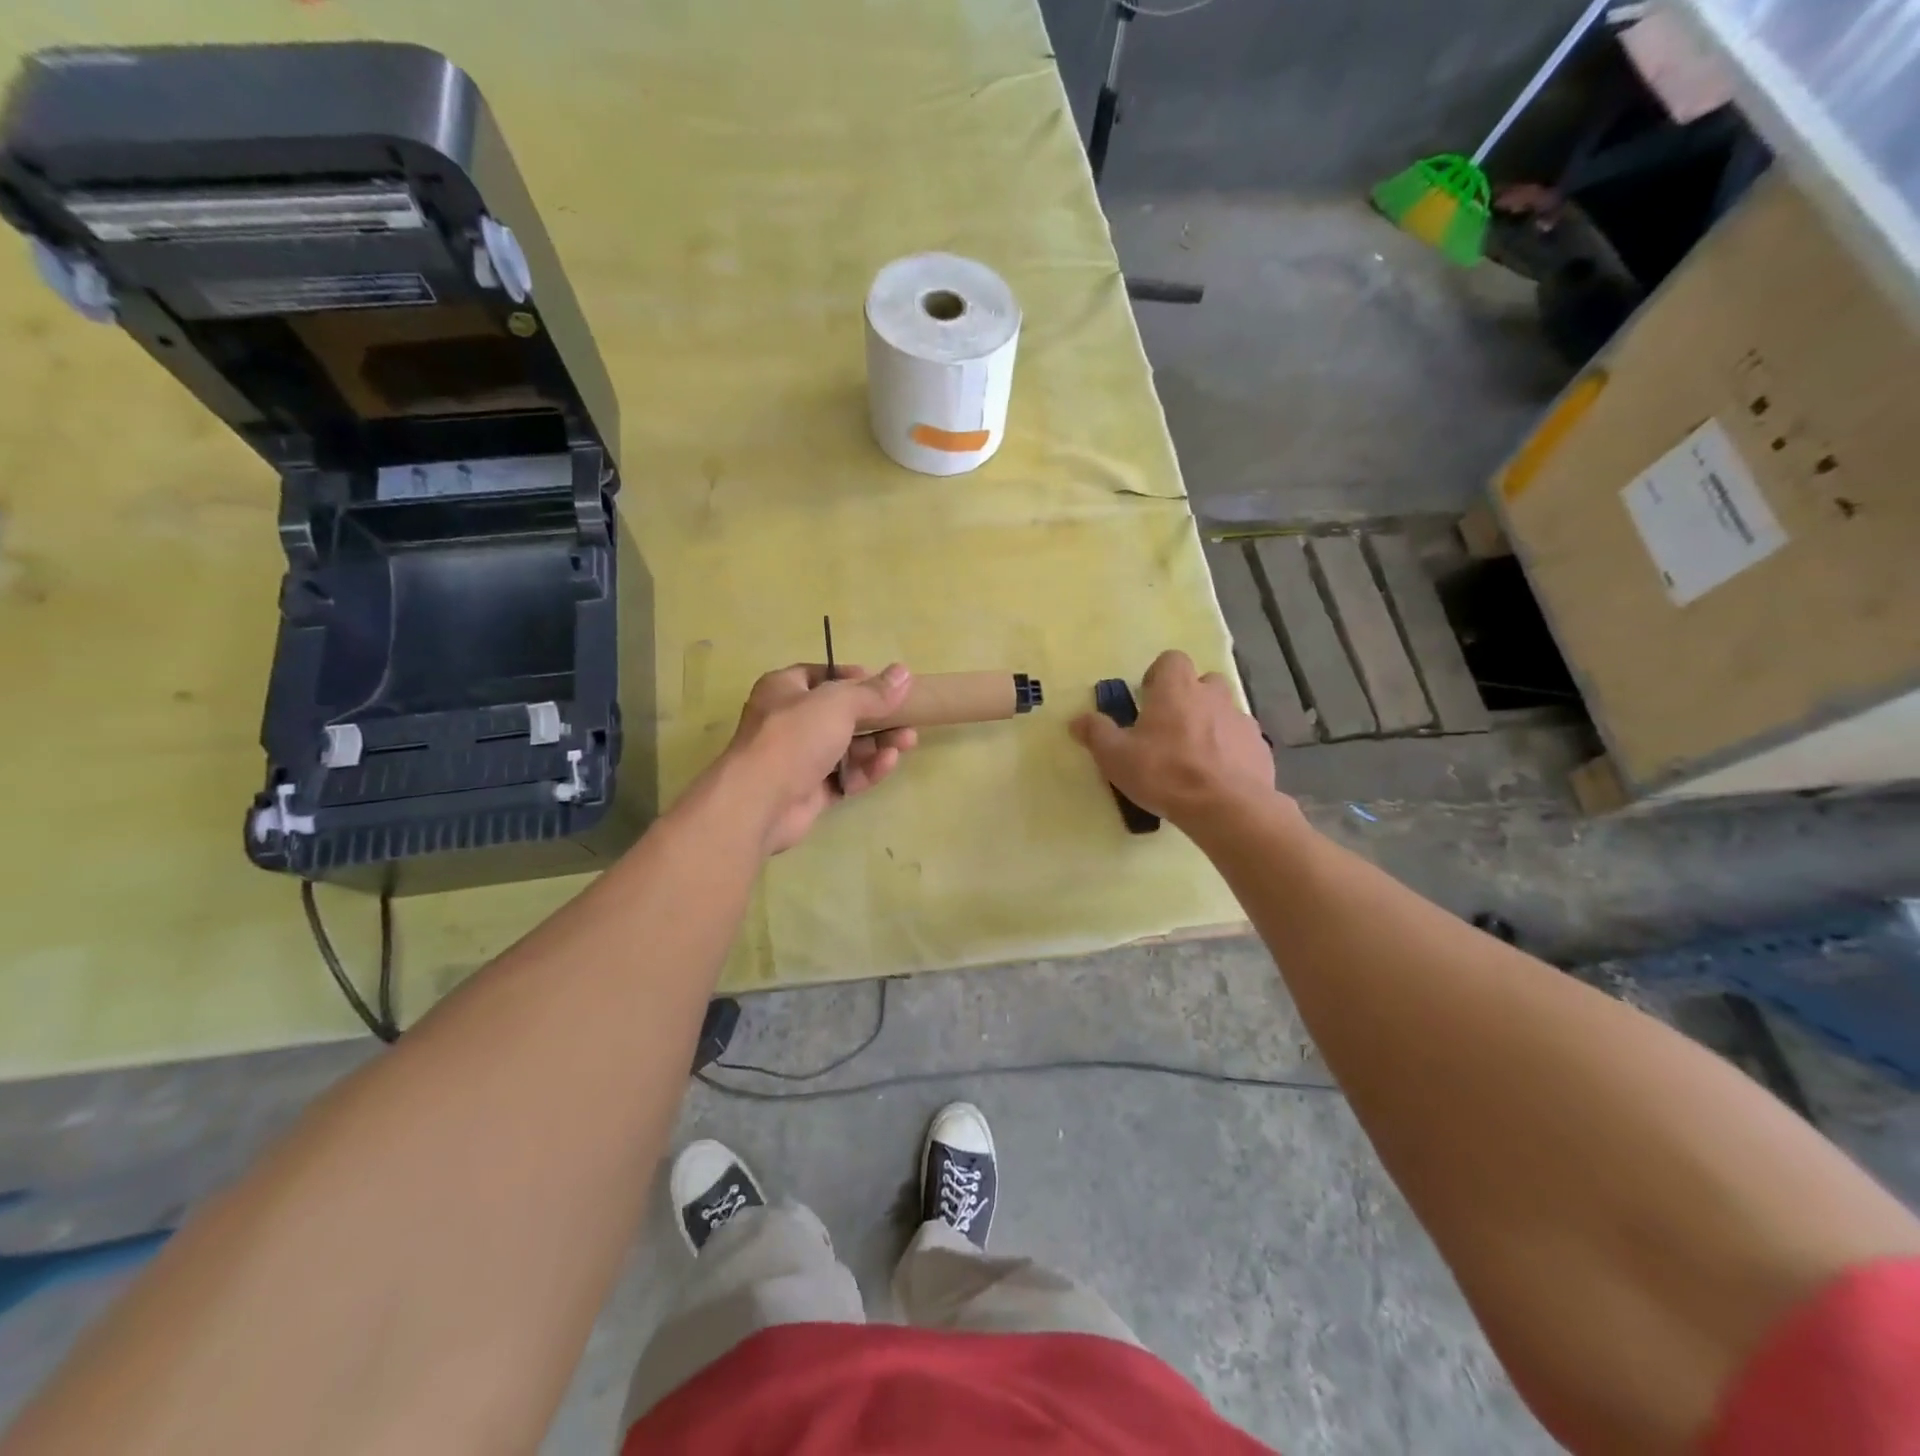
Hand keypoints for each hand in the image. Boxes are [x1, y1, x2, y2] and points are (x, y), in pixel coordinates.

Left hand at [721, 662, 918, 854]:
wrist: (760, 801)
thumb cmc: (795, 737)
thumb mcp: (838, 704)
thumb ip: (873, 692)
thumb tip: (904, 672)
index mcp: (784, 690)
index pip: (821, 676)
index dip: (852, 678)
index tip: (884, 684)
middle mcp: (789, 721)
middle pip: (839, 714)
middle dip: (876, 716)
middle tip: (907, 716)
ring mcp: (799, 759)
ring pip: (846, 747)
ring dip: (877, 744)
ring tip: (908, 740)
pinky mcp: (810, 791)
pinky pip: (844, 776)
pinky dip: (866, 770)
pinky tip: (888, 764)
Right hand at [1069, 650, 1278, 829]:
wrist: (1226, 807)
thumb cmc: (1165, 773)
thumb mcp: (1116, 757)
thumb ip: (1096, 733)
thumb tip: (1077, 719)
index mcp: (1176, 689)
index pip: (1171, 660)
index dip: (1160, 676)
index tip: (1148, 700)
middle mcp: (1212, 696)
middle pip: (1203, 682)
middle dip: (1189, 699)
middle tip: (1171, 729)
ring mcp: (1241, 720)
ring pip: (1224, 712)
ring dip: (1211, 725)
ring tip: (1195, 758)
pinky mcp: (1260, 748)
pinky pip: (1241, 741)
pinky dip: (1230, 752)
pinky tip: (1218, 778)